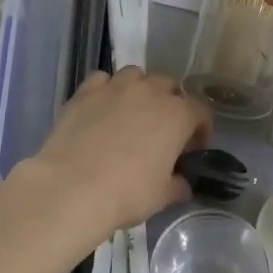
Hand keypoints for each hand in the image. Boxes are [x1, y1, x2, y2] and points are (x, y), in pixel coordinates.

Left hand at [15, 67, 209, 247]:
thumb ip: (176, 185)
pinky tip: (101, 110)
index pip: (200, 110)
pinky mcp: (85, 92)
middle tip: (162, 130)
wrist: (72, 187)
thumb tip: (182, 184)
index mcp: (176, 114)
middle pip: (168, 85)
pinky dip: (106, 91)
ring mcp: (115, 87)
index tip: (194, 147)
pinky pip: (102, 81)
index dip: (201, 128)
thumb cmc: (127, 193)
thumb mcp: (161, 196)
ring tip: (131, 114)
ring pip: (135, 75)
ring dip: (139, 90)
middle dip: (170, 103)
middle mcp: (149, 91)